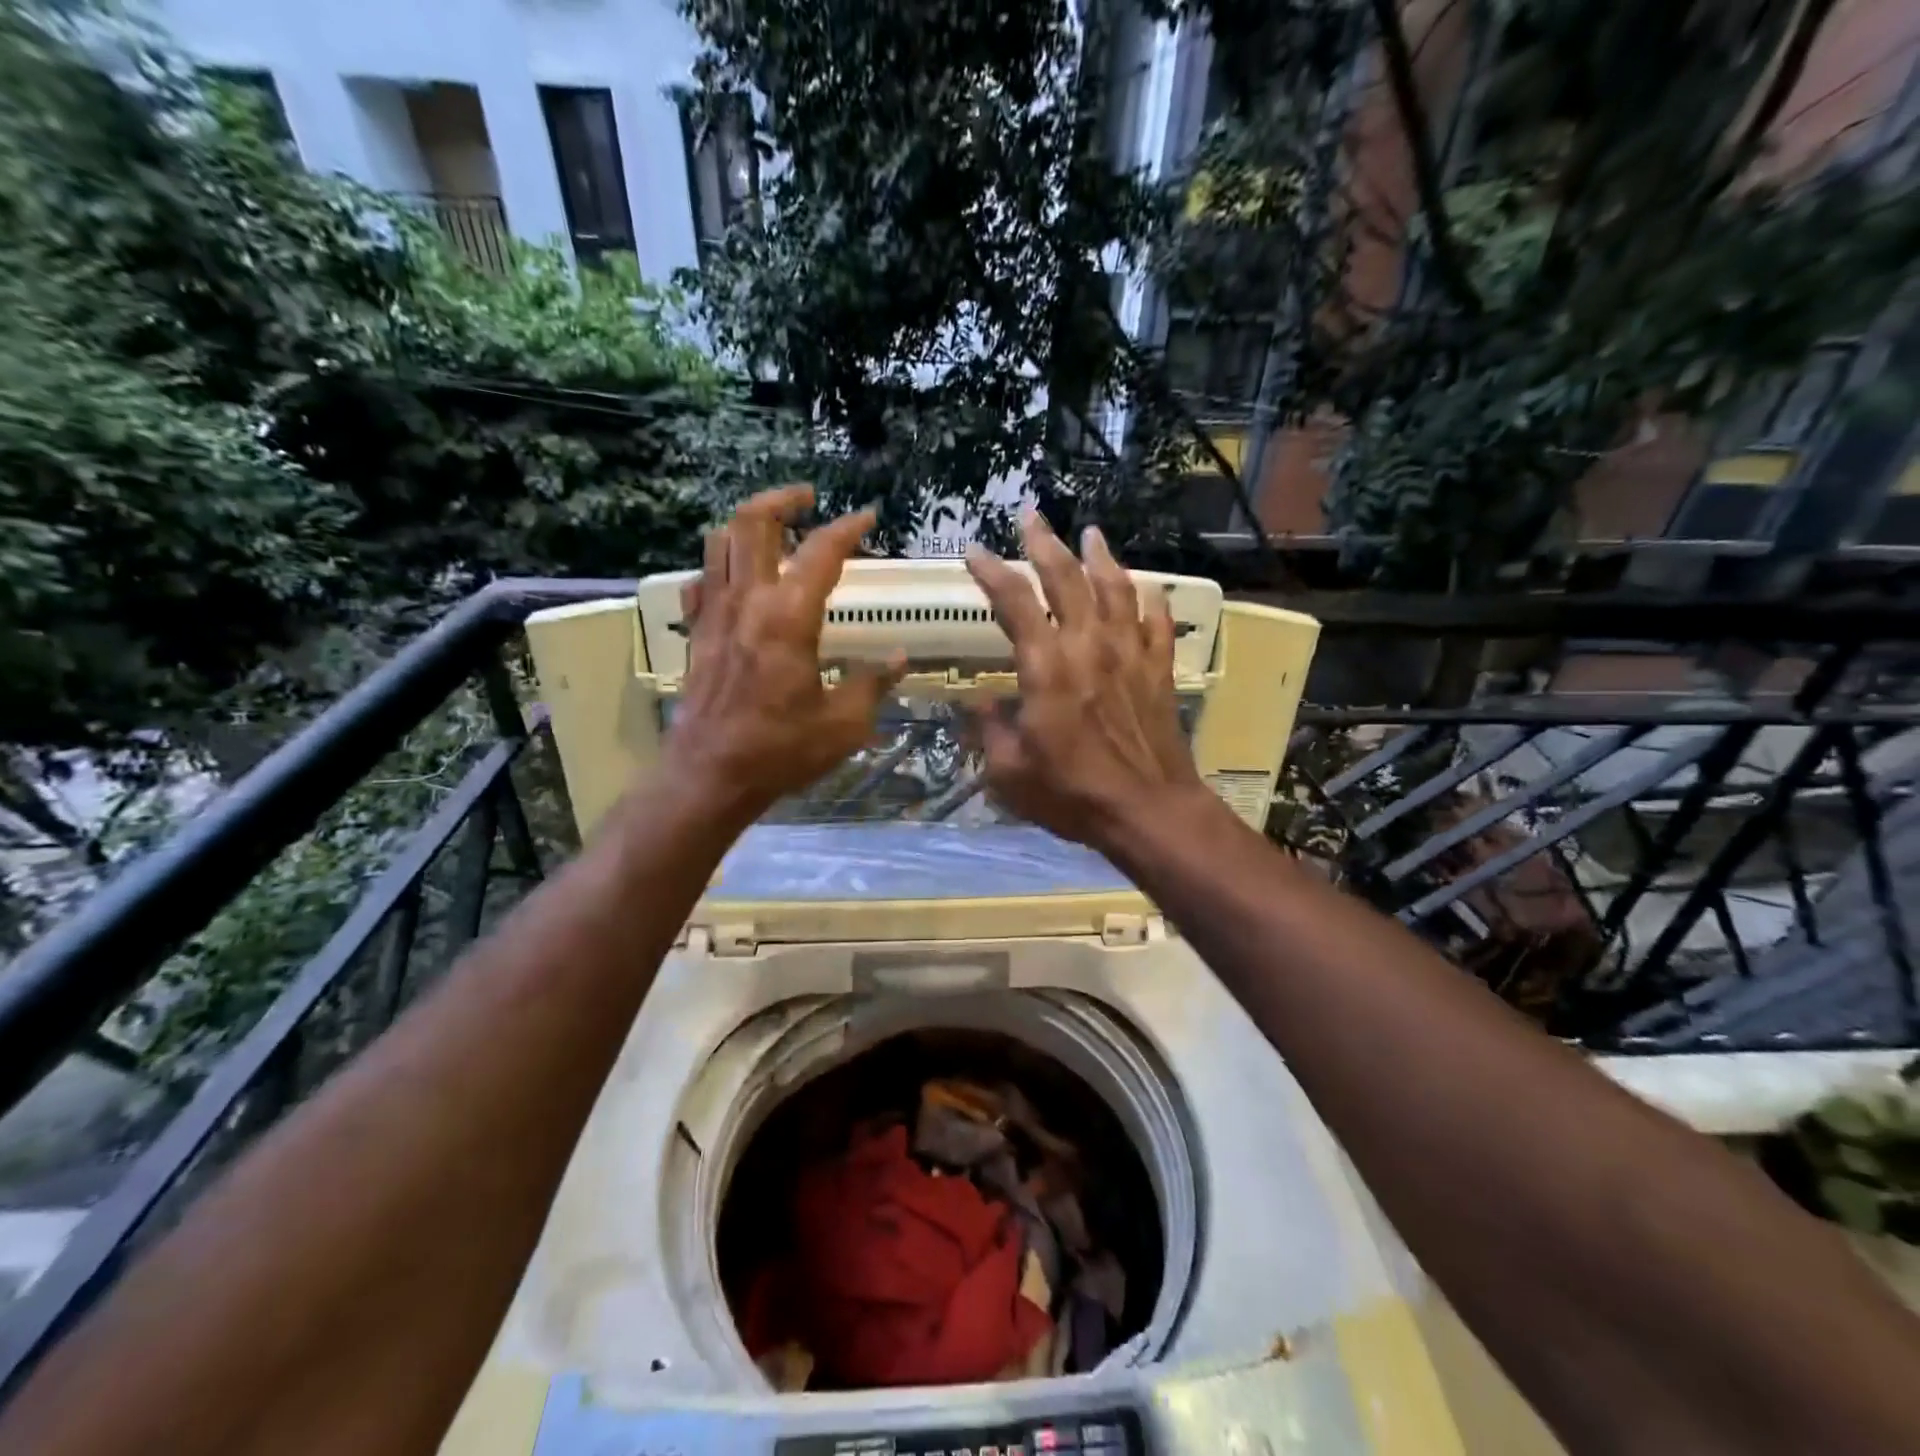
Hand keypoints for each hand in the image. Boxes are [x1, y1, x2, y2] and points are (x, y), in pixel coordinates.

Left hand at [665, 487, 902, 822]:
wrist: (710, 775)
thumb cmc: (780, 750)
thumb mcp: (843, 724)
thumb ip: (872, 683)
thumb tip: (897, 658)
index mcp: (788, 618)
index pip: (820, 552)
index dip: (847, 528)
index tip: (867, 517)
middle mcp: (747, 602)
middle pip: (751, 522)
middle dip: (781, 499)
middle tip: (807, 498)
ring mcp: (714, 615)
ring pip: (718, 543)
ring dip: (746, 525)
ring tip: (774, 530)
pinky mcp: (696, 634)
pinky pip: (701, 581)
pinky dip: (719, 567)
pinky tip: (737, 581)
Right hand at [964, 513, 1209, 849]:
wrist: (1148, 811)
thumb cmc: (1072, 794)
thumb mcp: (1009, 772)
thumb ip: (989, 732)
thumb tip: (979, 707)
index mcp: (1046, 667)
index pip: (1015, 604)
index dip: (993, 572)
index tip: (974, 551)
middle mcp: (1088, 647)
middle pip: (1067, 580)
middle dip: (1045, 544)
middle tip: (1032, 517)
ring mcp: (1129, 655)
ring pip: (1116, 590)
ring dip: (1101, 558)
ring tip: (1091, 534)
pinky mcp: (1158, 671)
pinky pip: (1157, 623)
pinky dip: (1151, 600)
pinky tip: (1146, 587)